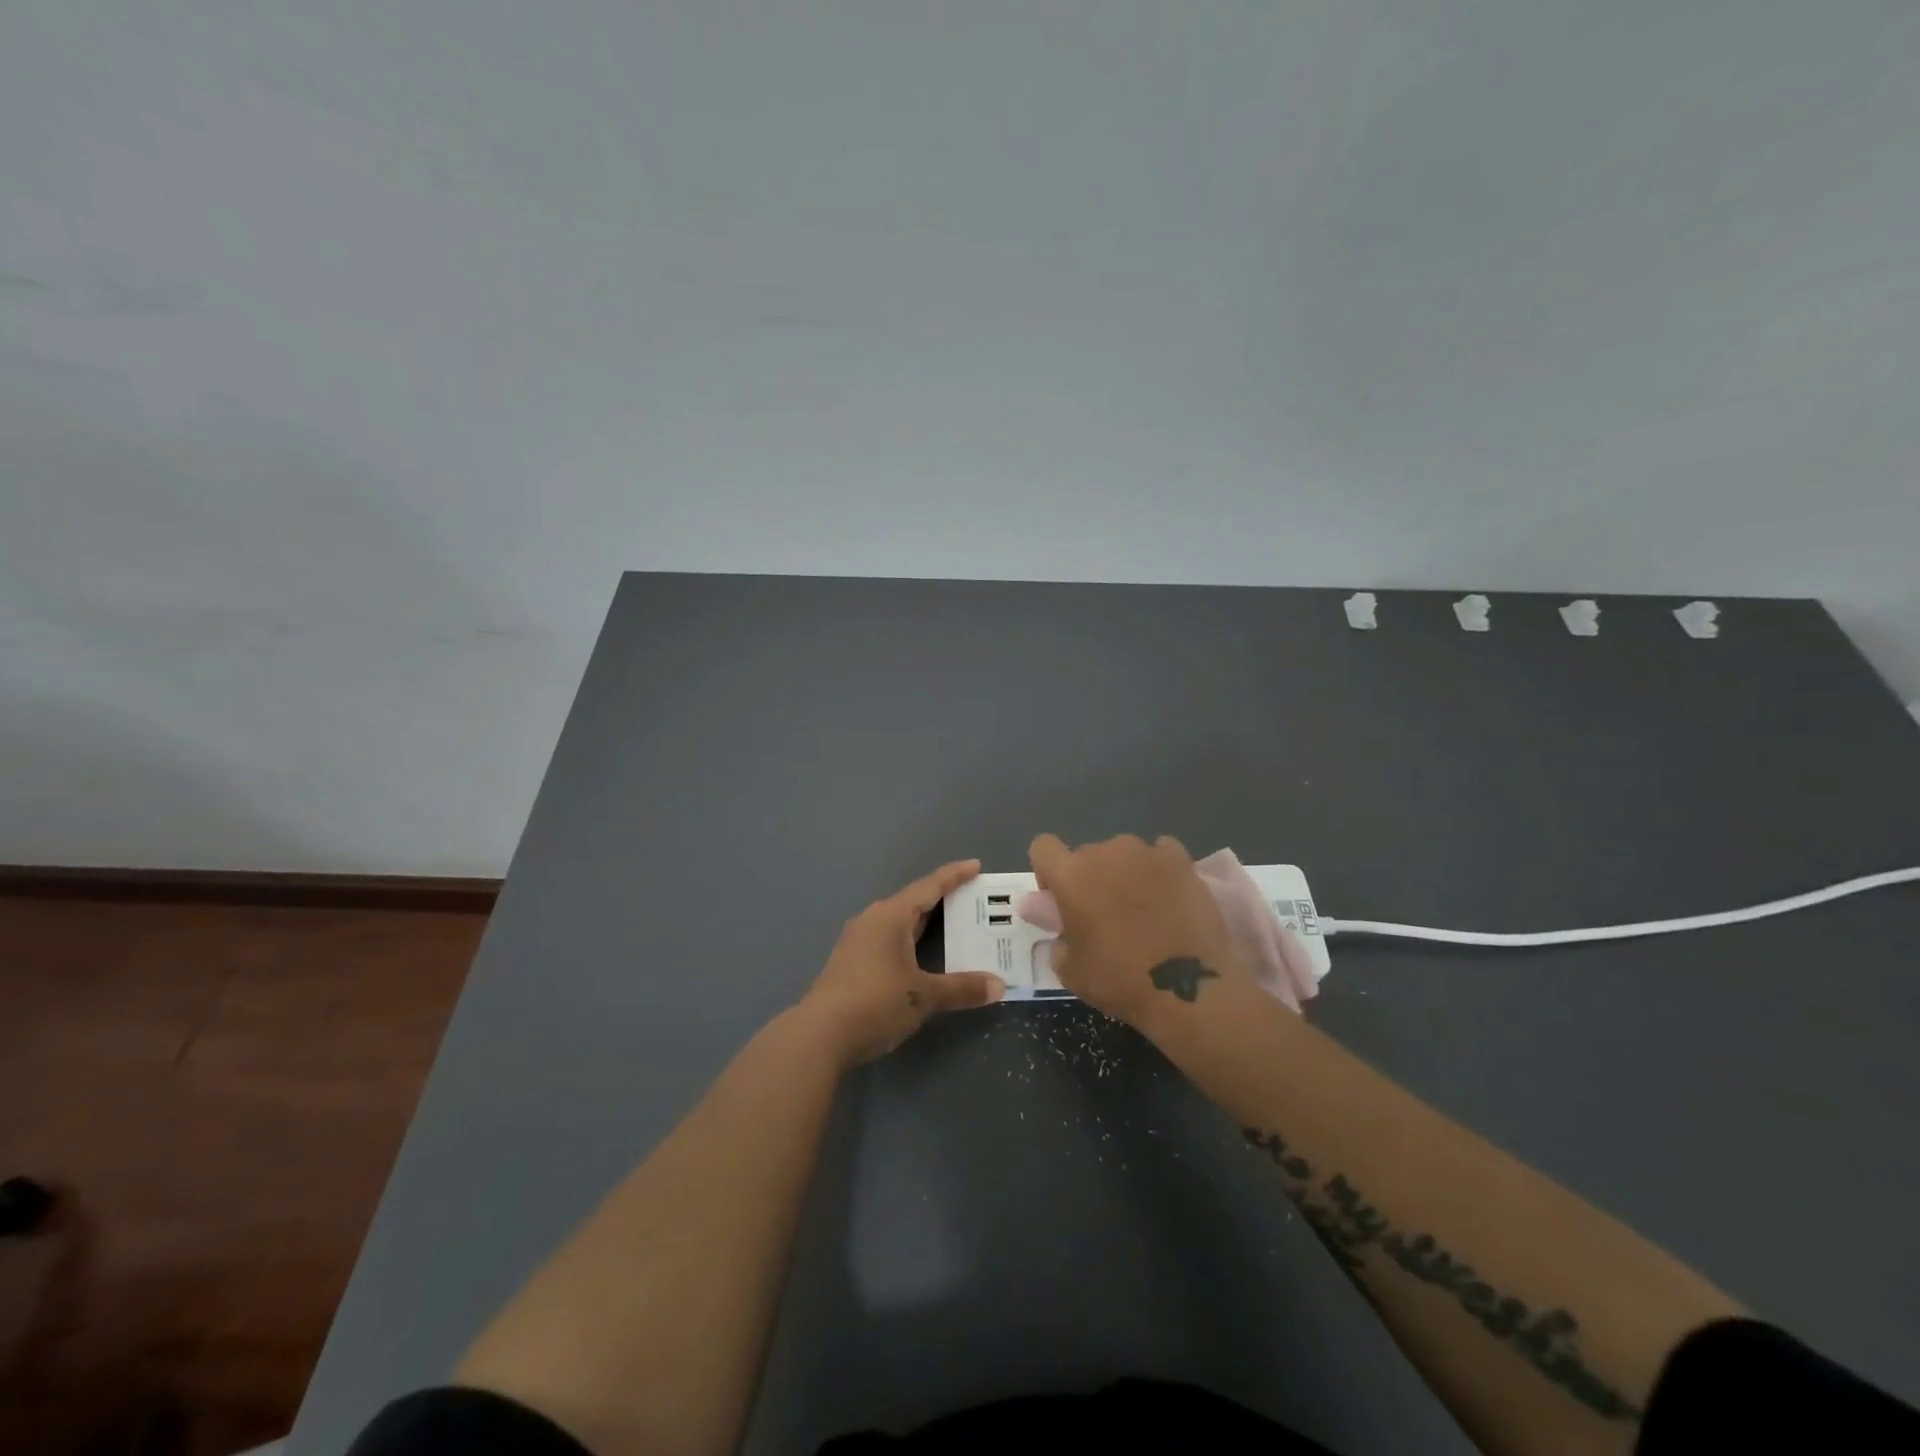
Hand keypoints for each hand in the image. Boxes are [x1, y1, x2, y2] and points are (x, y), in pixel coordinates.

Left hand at [800, 860, 1005, 1066]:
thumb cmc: (876, 1003)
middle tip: (971, 899)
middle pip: (912, 902)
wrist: (820, 1036)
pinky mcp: (850, 963)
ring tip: (950, 924)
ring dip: (923, 922)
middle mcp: (872, 920)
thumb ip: (962, 988)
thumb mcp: (924, 996)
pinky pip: (887, 939)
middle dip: (941, 899)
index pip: (928, 887)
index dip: (954, 876)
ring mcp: (857, 941)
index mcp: (890, 916)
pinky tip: (919, 955)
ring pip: (898, 922)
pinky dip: (909, 940)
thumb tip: (999, 986)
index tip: (976, 865)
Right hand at [1027, 833, 1248, 1025]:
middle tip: (1106, 915)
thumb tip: (1055, 918)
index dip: (1047, 872)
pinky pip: (1161, 853)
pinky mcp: (1181, 859)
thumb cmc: (1120, 980)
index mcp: (1071, 875)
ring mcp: (1146, 852)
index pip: (1043, 848)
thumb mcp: (1070, 970)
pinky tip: (1169, 896)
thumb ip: (1055, 935)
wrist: (1188, 988)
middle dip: (1090, 879)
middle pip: (1087, 854)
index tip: (1060, 900)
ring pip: (1124, 854)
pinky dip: (1159, 870)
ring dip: (1125, 873)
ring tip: (1144, 909)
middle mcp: (1105, 852)